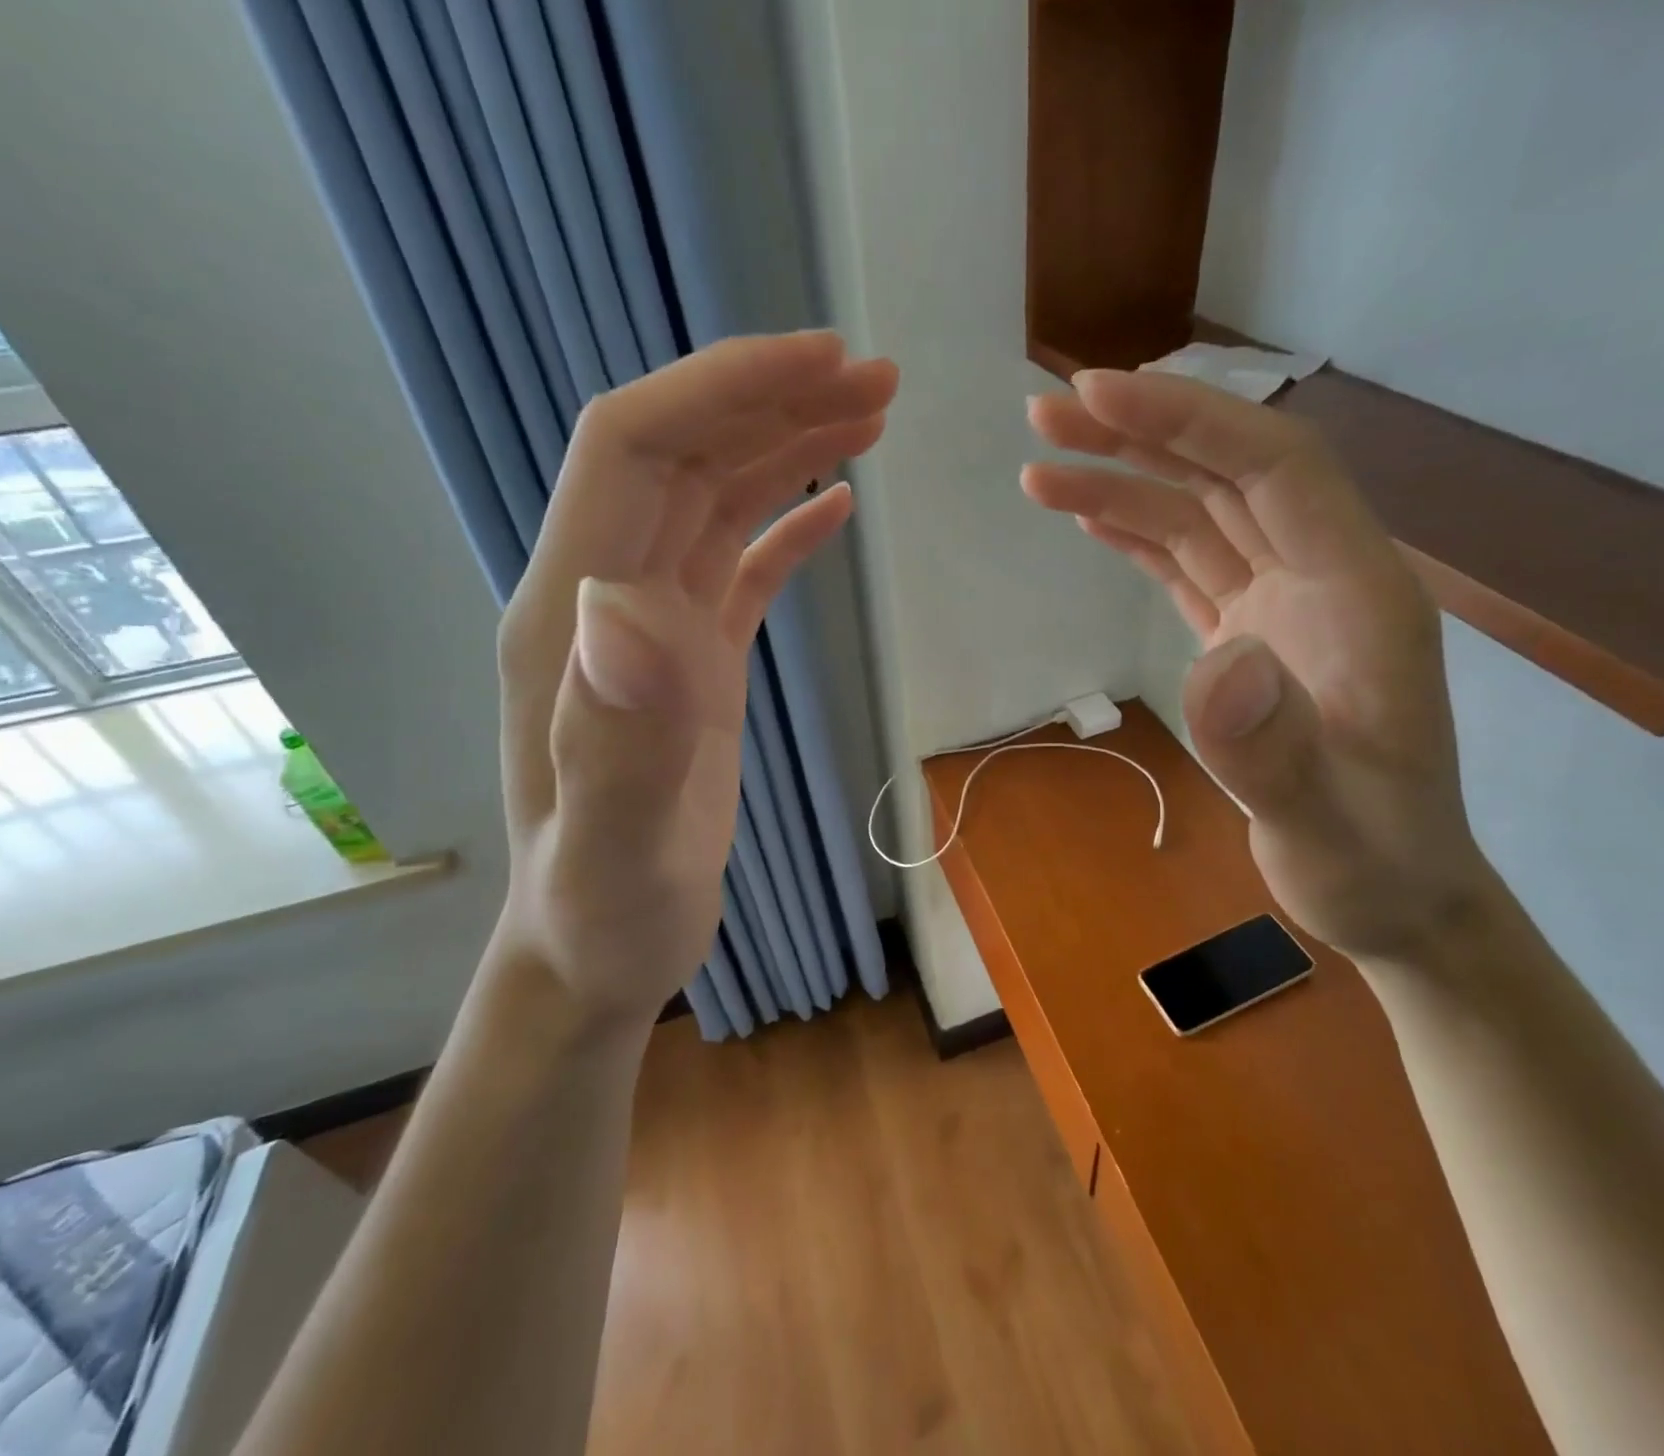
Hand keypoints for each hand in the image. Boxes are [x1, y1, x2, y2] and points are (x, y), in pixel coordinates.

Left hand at [493, 332, 896, 1024]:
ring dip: (789, 446)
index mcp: (574, 617)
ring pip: (716, 498)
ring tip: (872, 416)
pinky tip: (837, 502)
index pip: (634, 449)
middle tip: (877, 379)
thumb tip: (630, 608)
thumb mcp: (612, 850)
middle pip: (683, 455)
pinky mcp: (692, 661)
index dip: (720, 389)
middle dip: (773, 400)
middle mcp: (604, 600)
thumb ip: (614, 737)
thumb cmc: (604, 912)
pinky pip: (738, 563)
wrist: (598, 949)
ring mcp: (650, 629)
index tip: (820, 360)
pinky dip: (788, 521)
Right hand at [1025, 370, 1487, 958]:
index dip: (1190, 422)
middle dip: (1139, 436)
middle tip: (1045, 414)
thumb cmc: (1373, 864)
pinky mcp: (1252, 640)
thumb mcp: (1325, 825)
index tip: (1099, 397)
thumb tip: (1219, 660)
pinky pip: (1191, 567)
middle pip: (1229, 476)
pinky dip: (1139, 537)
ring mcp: (1284, 608)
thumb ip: (1274, 750)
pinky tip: (1092, 518)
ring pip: (1201, 518)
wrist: (1396, 896)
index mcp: (1359, 595)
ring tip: (1040, 469)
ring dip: (1124, 484)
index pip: (1275, 469)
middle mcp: (1322, 580)